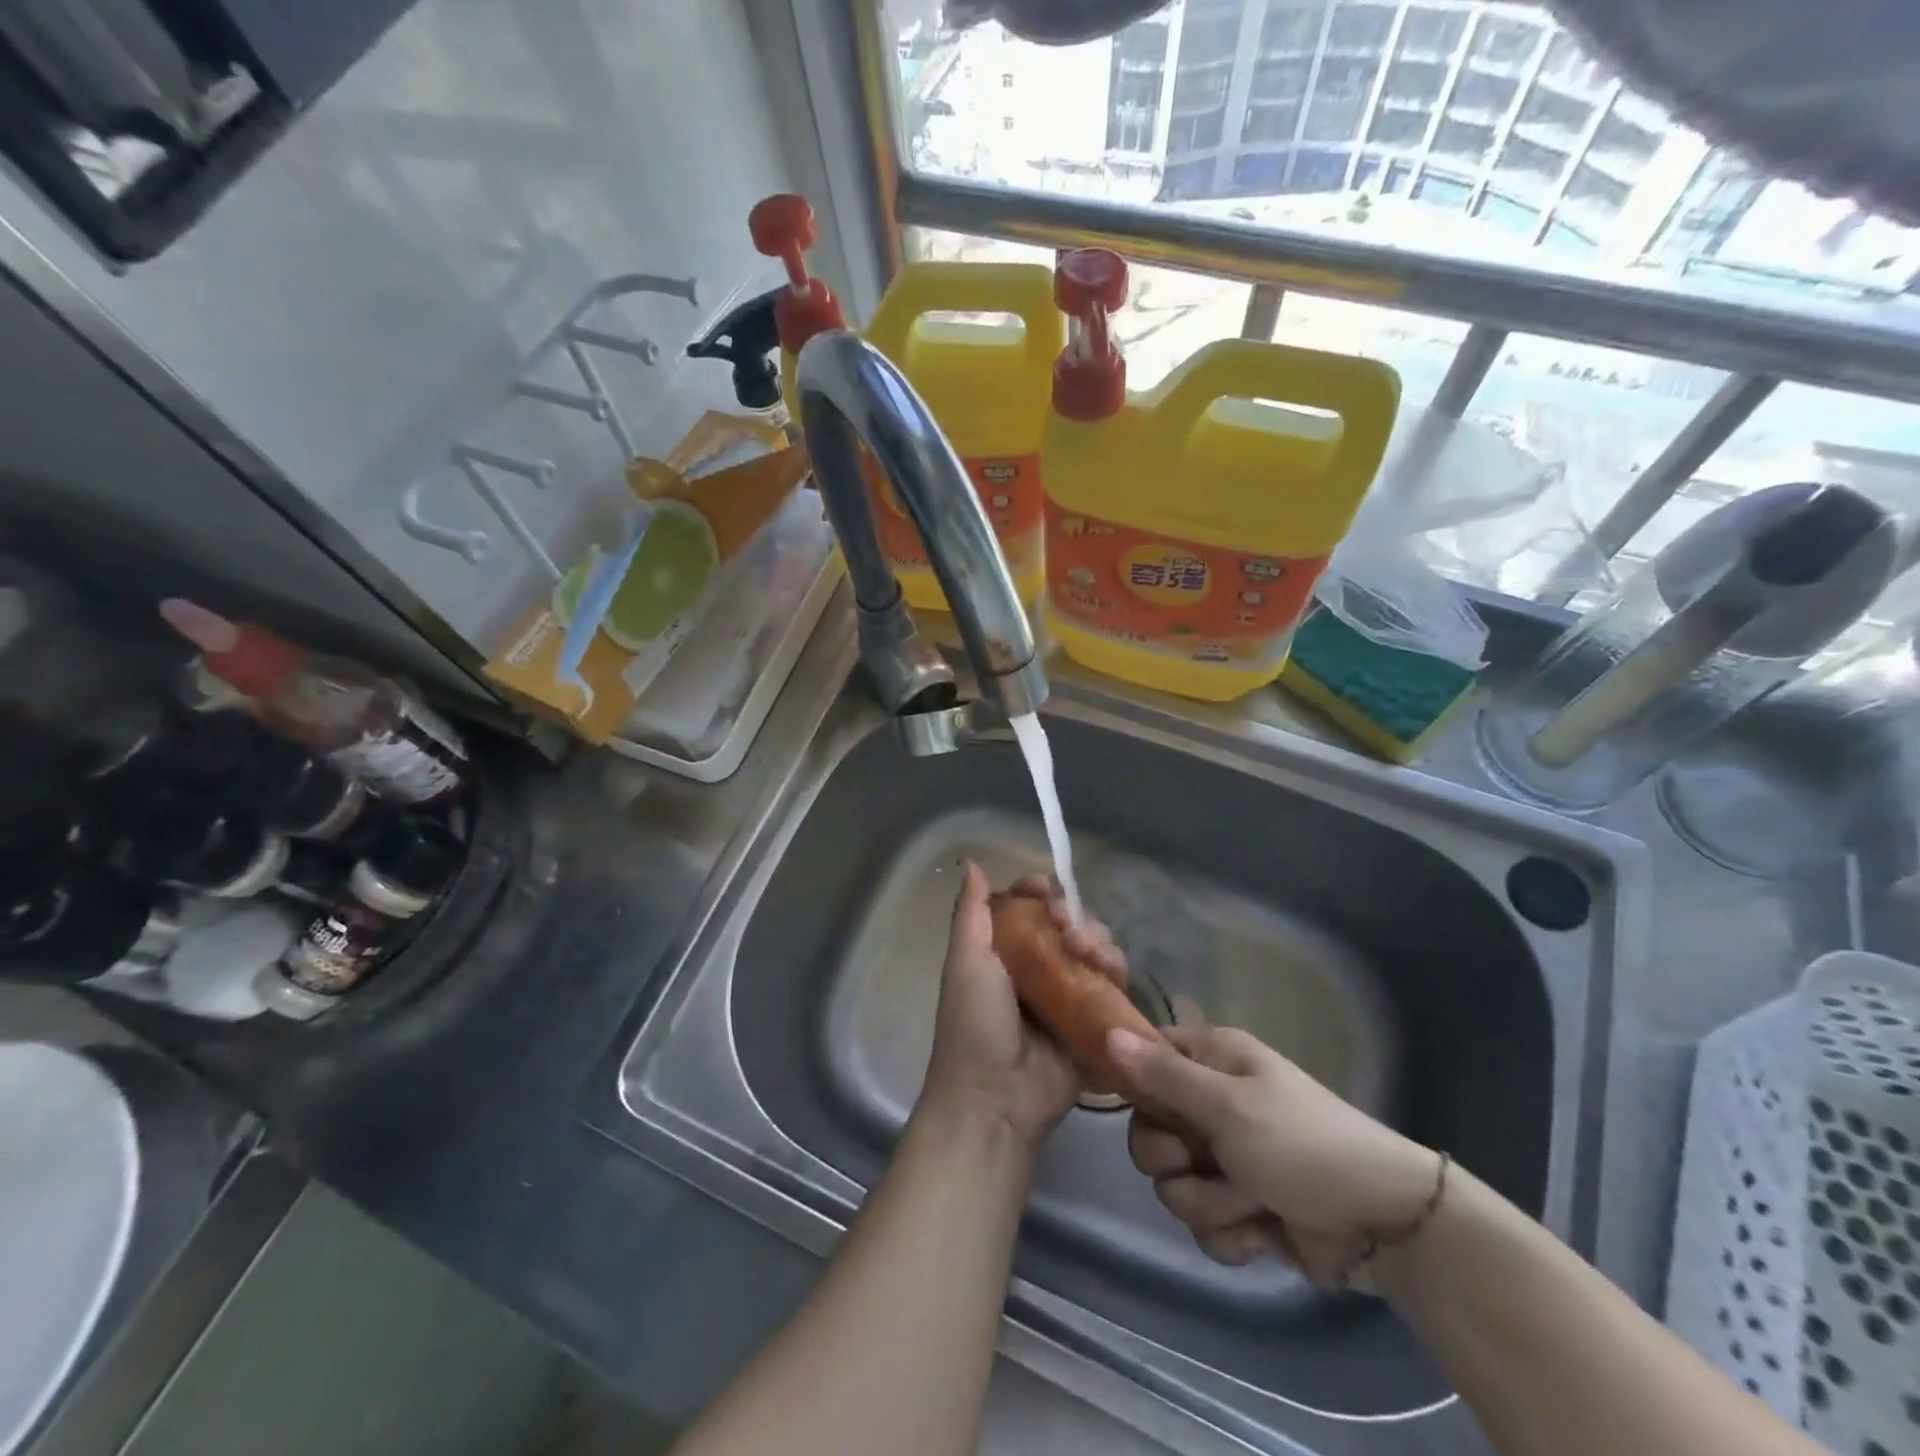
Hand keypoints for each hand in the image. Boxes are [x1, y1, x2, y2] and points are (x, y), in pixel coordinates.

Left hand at [918, 864, 1124, 1150]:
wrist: (994, 1100)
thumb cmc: (974, 1023)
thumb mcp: (966, 961)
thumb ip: (971, 913)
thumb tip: (972, 863)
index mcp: (1003, 953)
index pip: (1028, 909)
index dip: (1040, 894)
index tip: (1046, 891)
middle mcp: (1036, 970)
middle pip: (1067, 927)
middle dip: (1075, 919)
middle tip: (1070, 932)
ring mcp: (1066, 998)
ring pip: (1094, 953)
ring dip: (1098, 943)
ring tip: (1091, 955)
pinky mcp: (1091, 1024)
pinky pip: (1112, 988)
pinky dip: (1116, 973)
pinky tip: (1112, 972)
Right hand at [1109, 1025, 1440, 1283]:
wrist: (1384, 1225)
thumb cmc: (1300, 1144)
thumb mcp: (1226, 1105)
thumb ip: (1162, 1076)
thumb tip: (1107, 1032)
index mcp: (1213, 1060)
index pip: (1148, 1057)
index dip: (1137, 1083)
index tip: (1144, 1108)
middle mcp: (1214, 1102)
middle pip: (1150, 1130)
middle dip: (1170, 1158)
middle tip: (1200, 1159)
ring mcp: (1228, 1158)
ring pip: (1174, 1183)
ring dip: (1208, 1201)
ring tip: (1249, 1201)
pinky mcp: (1242, 1207)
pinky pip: (1204, 1222)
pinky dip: (1231, 1233)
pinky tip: (1262, 1232)